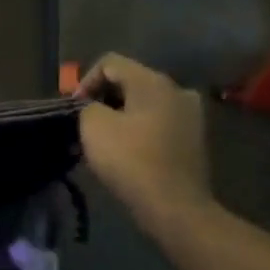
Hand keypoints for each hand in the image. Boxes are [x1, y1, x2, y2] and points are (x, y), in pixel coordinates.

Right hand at [77, 55, 211, 222]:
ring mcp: (191, 115)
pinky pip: (160, 124)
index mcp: (153, 81)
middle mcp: (177, 90)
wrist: (174, 206)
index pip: (111, 63)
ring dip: (123, 116)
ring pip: (146, 104)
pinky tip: (128, 151)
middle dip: (105, 98)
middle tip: (86, 123)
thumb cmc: (131, 160)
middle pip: (131, 82)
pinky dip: (141, 131)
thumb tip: (95, 108)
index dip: (86, 81)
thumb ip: (88, 106)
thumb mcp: (93, 126)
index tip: (74, 109)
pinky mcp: (195, 140)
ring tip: (105, 139)